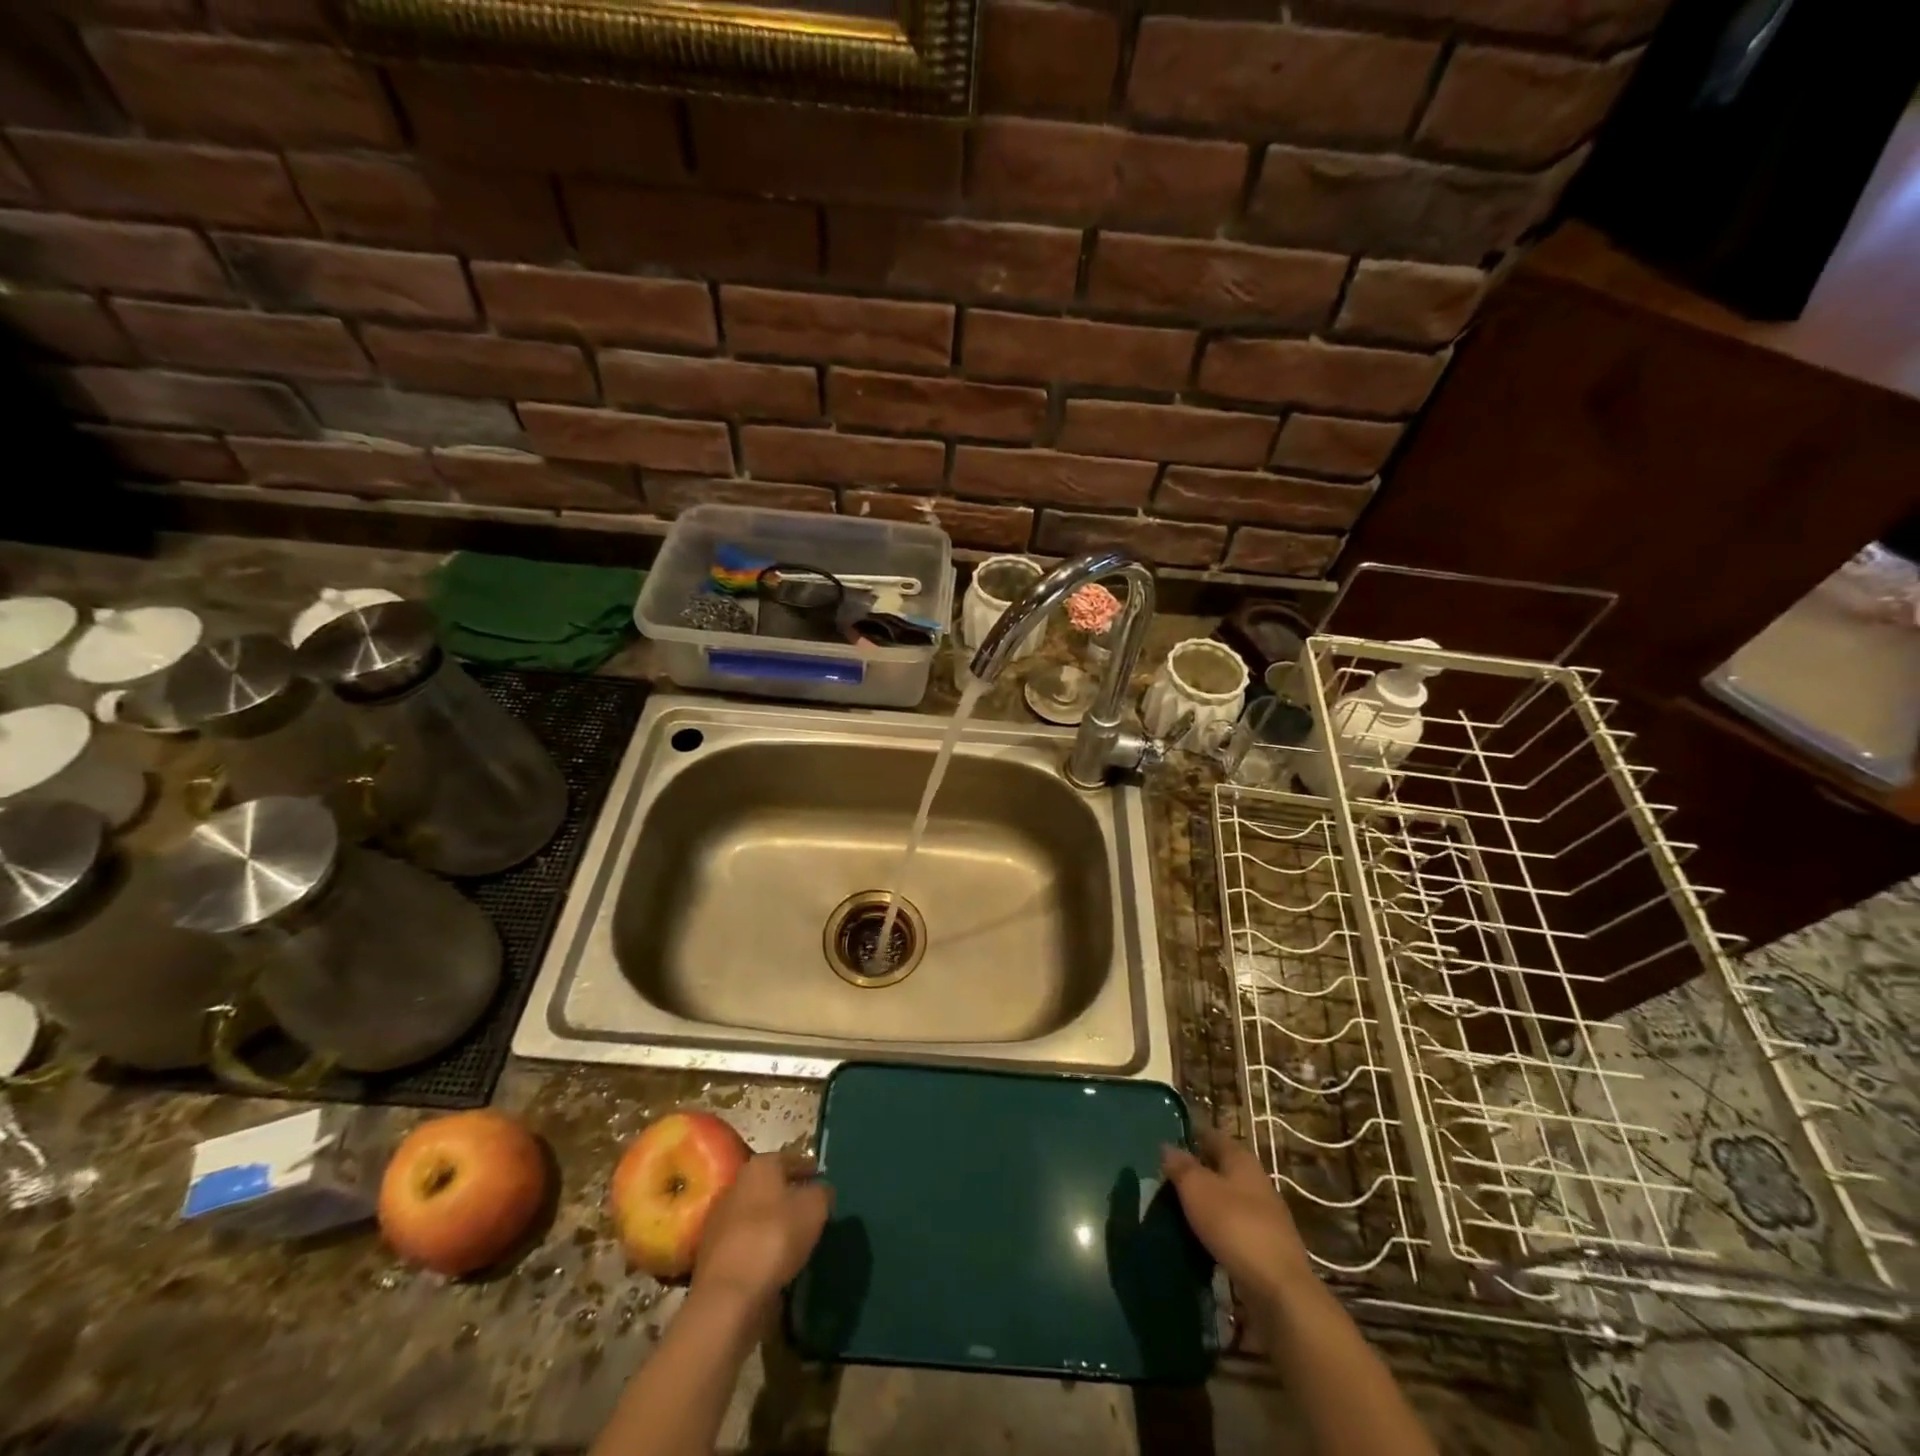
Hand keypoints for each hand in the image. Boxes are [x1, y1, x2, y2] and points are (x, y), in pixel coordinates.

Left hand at [691, 1151, 831, 1312]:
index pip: (790, 1158)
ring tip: (794, 1238)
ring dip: (771, 1222)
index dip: (807, 1166)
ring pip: (755, 1214)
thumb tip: (821, 1190)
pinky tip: (773, 1261)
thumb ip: (822, 1193)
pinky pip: (744, 1243)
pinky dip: (758, 1247)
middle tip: (809, 1208)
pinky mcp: (711, 1255)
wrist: (728, 1296)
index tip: (821, 1177)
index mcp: (760, 1166)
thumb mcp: (815, 1208)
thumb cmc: (775, 1237)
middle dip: (787, 1194)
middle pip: (769, 1185)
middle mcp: (736, 1185)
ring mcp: (719, 1221)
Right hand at [1162, 1130, 1316, 1307]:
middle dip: (1196, 1172)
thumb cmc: (1235, 1226)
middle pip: (1220, 1168)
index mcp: (1241, 1159)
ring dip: (1205, 1203)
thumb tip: (1167, 1147)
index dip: (1190, 1135)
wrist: (1279, 1290)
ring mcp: (1265, 1216)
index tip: (1166, 1142)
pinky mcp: (1266, 1248)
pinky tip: (1198, 1240)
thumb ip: (1181, 1166)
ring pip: (1227, 1199)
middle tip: (1165, 1180)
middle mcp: (1256, 1181)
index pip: (1212, 1136)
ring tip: (1176, 1211)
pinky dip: (1216, 1230)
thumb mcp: (1197, 1189)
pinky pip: (1233, 1228)